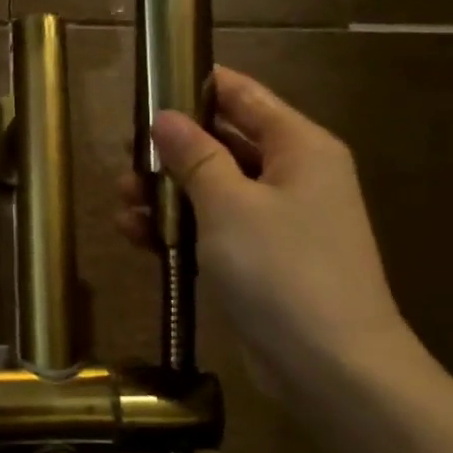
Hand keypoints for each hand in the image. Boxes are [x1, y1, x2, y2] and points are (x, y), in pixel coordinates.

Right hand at [118, 68, 409, 393]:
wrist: (330, 366)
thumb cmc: (282, 269)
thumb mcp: (229, 204)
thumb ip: (195, 156)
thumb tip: (164, 117)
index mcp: (299, 148)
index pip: (245, 97)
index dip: (197, 87)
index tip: (149, 86)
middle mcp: (292, 177)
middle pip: (223, 144)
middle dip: (171, 152)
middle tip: (125, 161)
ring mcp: (277, 222)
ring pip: (212, 191)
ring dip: (167, 195)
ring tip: (121, 204)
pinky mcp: (261, 261)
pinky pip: (213, 230)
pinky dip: (179, 230)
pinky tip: (137, 237)